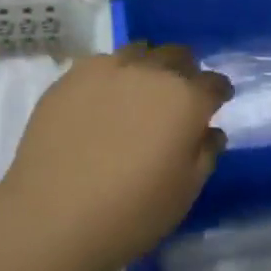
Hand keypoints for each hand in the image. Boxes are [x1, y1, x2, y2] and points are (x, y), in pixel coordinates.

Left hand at [0, 43, 232, 270]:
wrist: (52, 217)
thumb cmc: (131, 213)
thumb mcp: (184, 192)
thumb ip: (205, 154)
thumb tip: (210, 131)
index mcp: (186, 100)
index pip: (214, 83)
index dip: (218, 93)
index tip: (217, 102)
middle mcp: (151, 73)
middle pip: (177, 56)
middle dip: (184, 72)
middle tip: (178, 97)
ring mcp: (108, 69)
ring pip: (139, 52)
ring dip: (148, 67)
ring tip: (138, 93)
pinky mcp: (72, 76)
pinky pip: (102, 63)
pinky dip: (111, 75)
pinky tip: (101, 101)